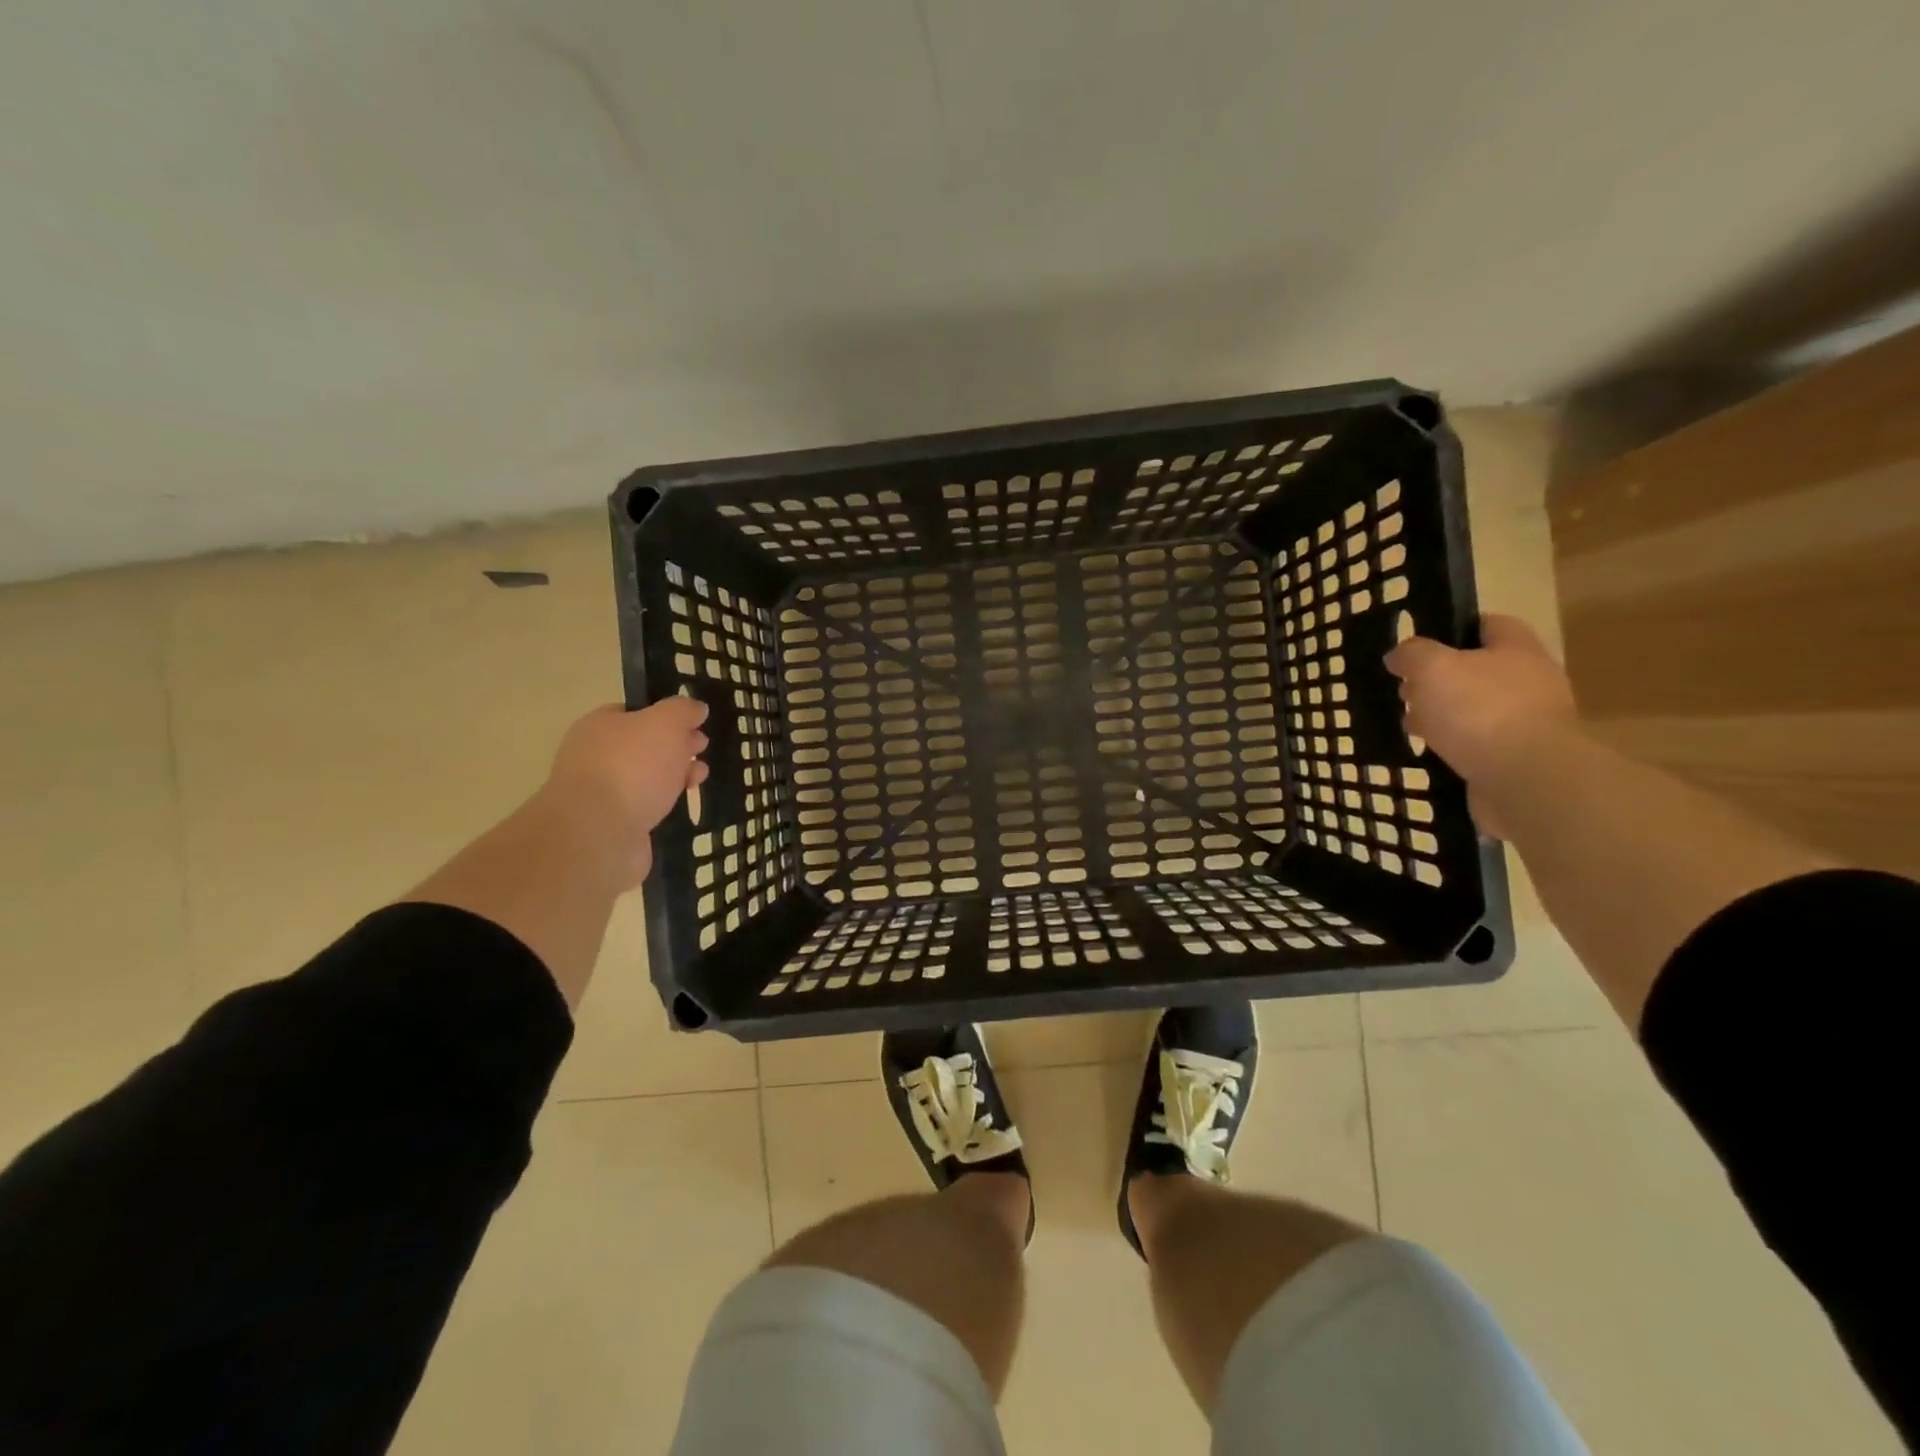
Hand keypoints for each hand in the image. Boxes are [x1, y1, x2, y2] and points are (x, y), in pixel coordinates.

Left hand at [539, 698, 709, 886]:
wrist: (599, 833)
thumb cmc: (632, 767)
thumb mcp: (666, 723)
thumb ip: (682, 710)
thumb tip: (695, 708)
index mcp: (600, 725)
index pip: (636, 712)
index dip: (668, 716)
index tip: (696, 724)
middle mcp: (596, 755)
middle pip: (644, 744)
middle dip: (677, 746)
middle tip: (702, 750)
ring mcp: (603, 792)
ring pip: (647, 776)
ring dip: (675, 775)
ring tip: (700, 779)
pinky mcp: (614, 823)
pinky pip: (646, 805)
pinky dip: (665, 802)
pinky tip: (682, 804)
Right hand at [1385, 615, 1576, 836]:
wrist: (1527, 780)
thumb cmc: (1480, 710)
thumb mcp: (1432, 668)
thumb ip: (1412, 654)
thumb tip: (1399, 656)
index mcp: (1516, 649)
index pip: (1486, 624)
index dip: (1449, 630)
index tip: (1414, 647)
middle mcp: (1529, 681)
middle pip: (1475, 670)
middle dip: (1437, 680)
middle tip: (1404, 692)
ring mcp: (1526, 722)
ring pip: (1473, 709)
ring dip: (1441, 716)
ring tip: (1410, 727)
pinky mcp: (1517, 758)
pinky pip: (1477, 744)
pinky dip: (1453, 746)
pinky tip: (1430, 753)